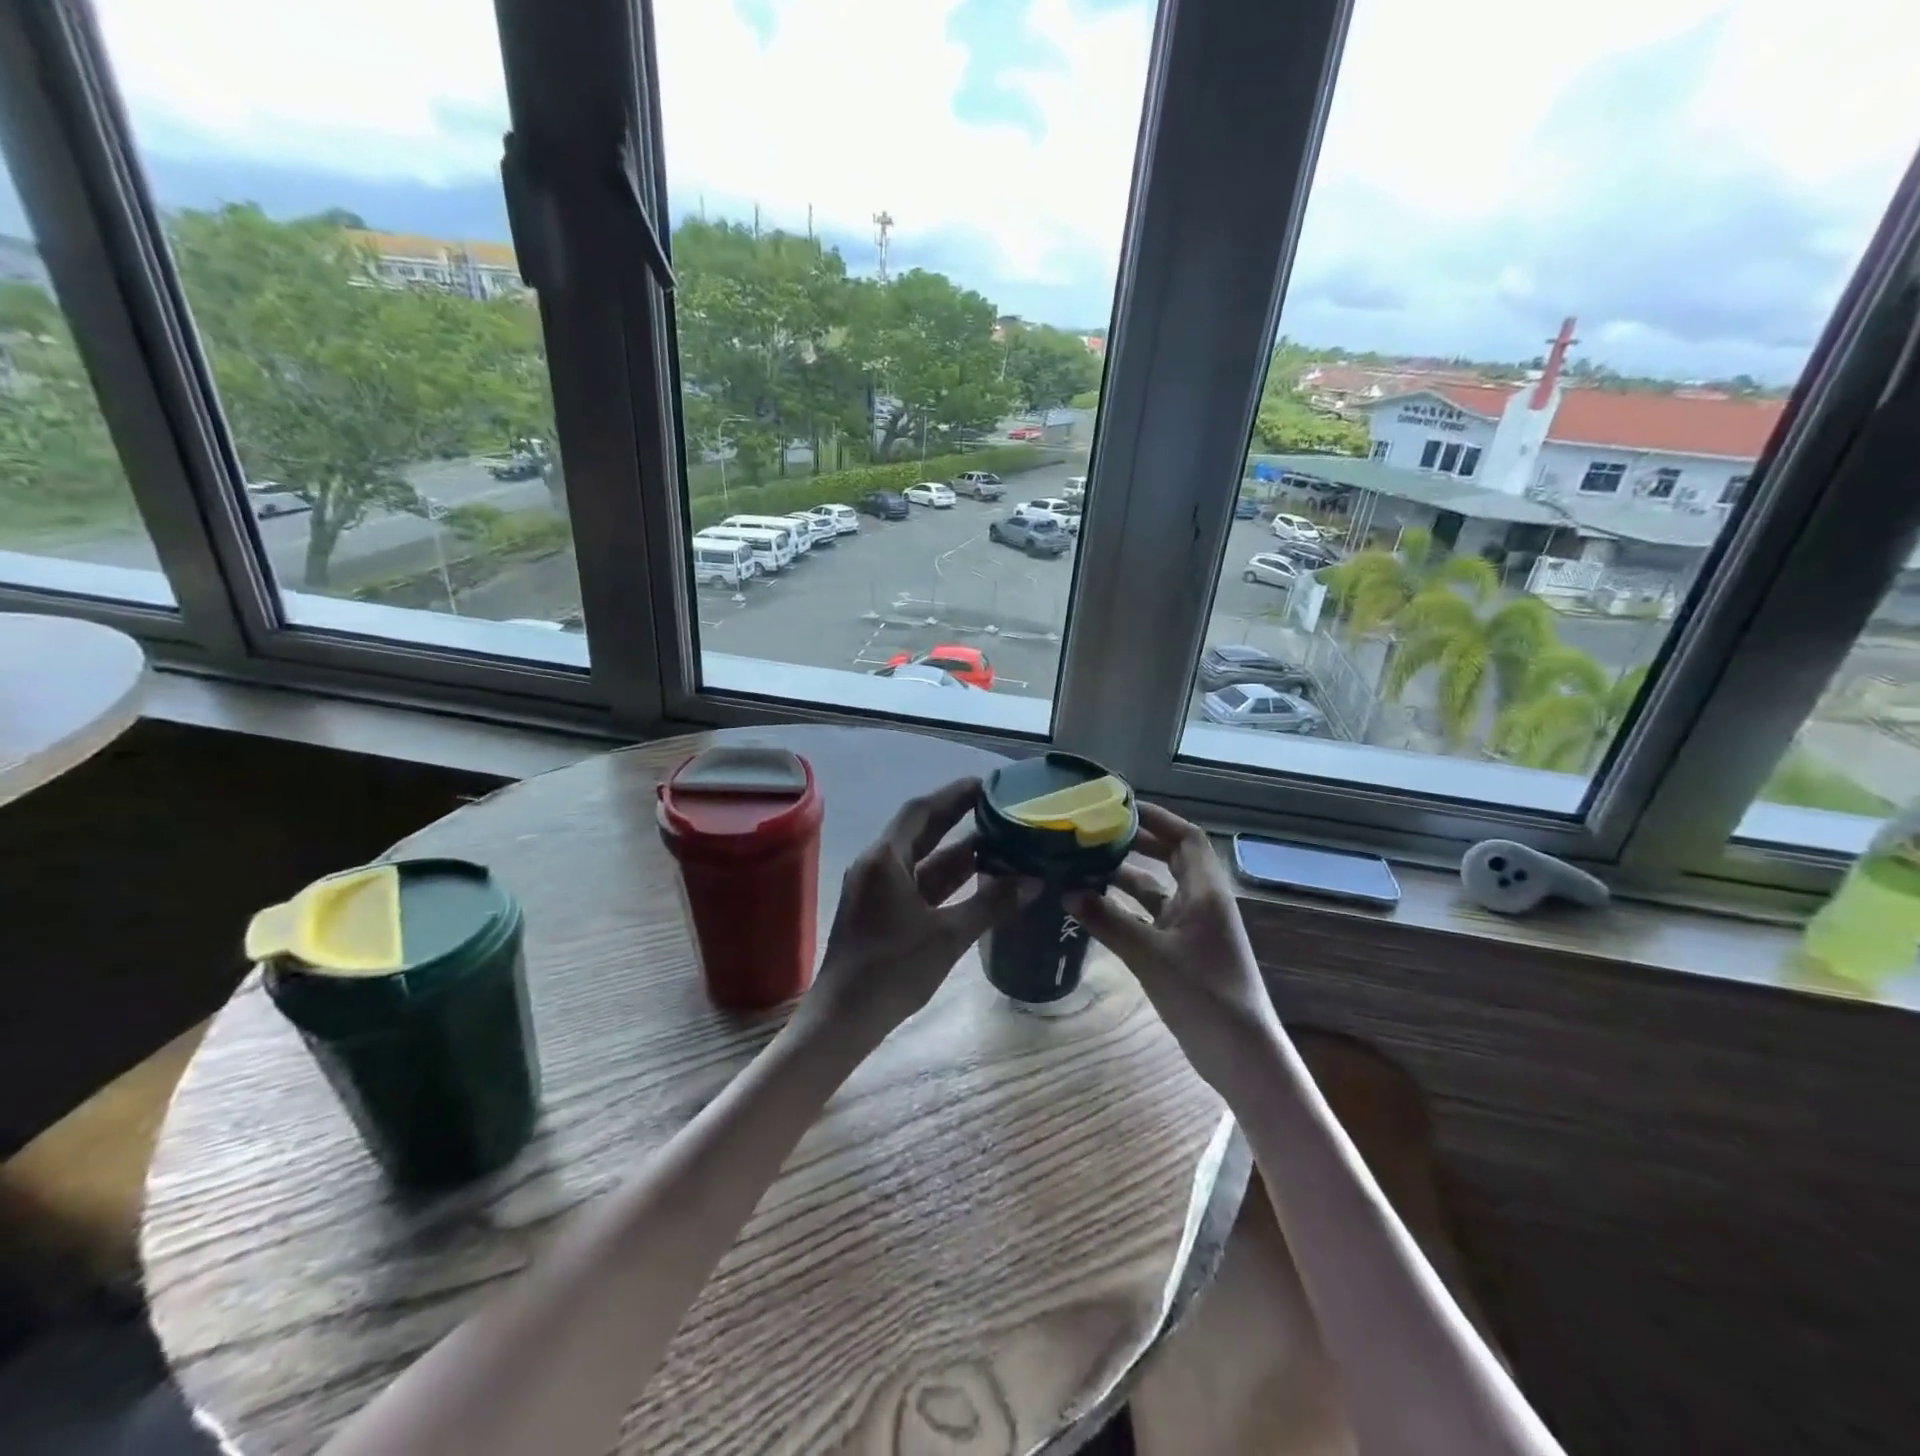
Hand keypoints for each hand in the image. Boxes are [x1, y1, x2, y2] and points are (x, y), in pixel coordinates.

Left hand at [808, 778, 1025, 1036]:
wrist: (845, 1018)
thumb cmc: (893, 970)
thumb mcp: (948, 936)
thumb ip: (992, 904)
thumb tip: (1034, 881)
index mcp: (885, 859)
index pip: (922, 811)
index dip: (954, 795)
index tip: (987, 785)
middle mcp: (877, 865)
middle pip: (921, 831)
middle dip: (958, 818)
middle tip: (998, 807)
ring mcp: (876, 890)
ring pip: (921, 860)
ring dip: (956, 851)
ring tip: (999, 840)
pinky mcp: (880, 912)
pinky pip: (917, 883)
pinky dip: (945, 878)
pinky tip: (976, 879)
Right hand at [1066, 803, 1277, 1082]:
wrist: (1240, 1055)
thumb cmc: (1203, 995)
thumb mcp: (1150, 955)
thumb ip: (1108, 921)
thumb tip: (1066, 892)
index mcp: (1206, 892)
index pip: (1185, 837)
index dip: (1157, 818)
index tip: (1120, 807)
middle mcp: (1201, 903)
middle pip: (1171, 858)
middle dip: (1136, 843)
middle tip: (1095, 833)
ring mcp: (1193, 929)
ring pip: (1157, 890)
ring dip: (1126, 877)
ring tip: (1085, 865)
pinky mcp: (1183, 952)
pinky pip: (1151, 917)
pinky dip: (1126, 909)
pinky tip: (1095, 909)